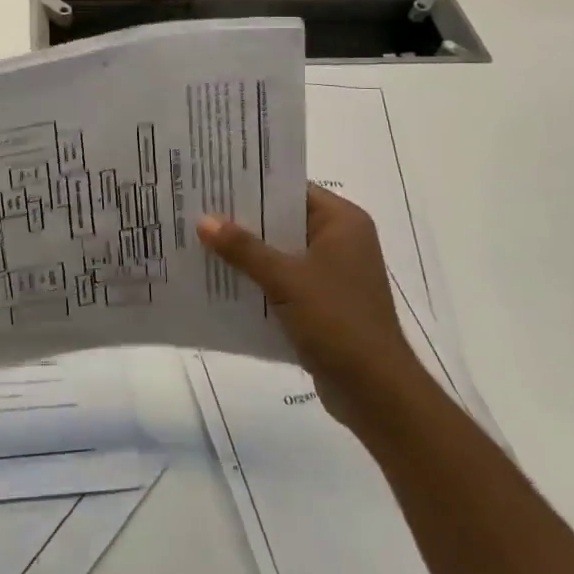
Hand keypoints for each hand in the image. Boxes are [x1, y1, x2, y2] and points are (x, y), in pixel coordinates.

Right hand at [197, 184, 415, 424]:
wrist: (375, 393)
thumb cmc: (337, 322)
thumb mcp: (286, 279)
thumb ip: (244, 248)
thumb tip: (203, 220)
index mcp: (342, 222)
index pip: (291, 188)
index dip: (253, 184)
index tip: (213, 180)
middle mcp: (340, 241)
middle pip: (283, 219)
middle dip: (243, 220)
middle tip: (197, 208)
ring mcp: (332, 274)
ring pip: (280, 252)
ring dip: (247, 253)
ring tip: (199, 241)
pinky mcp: (322, 303)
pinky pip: (283, 280)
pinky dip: (257, 280)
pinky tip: (220, 280)